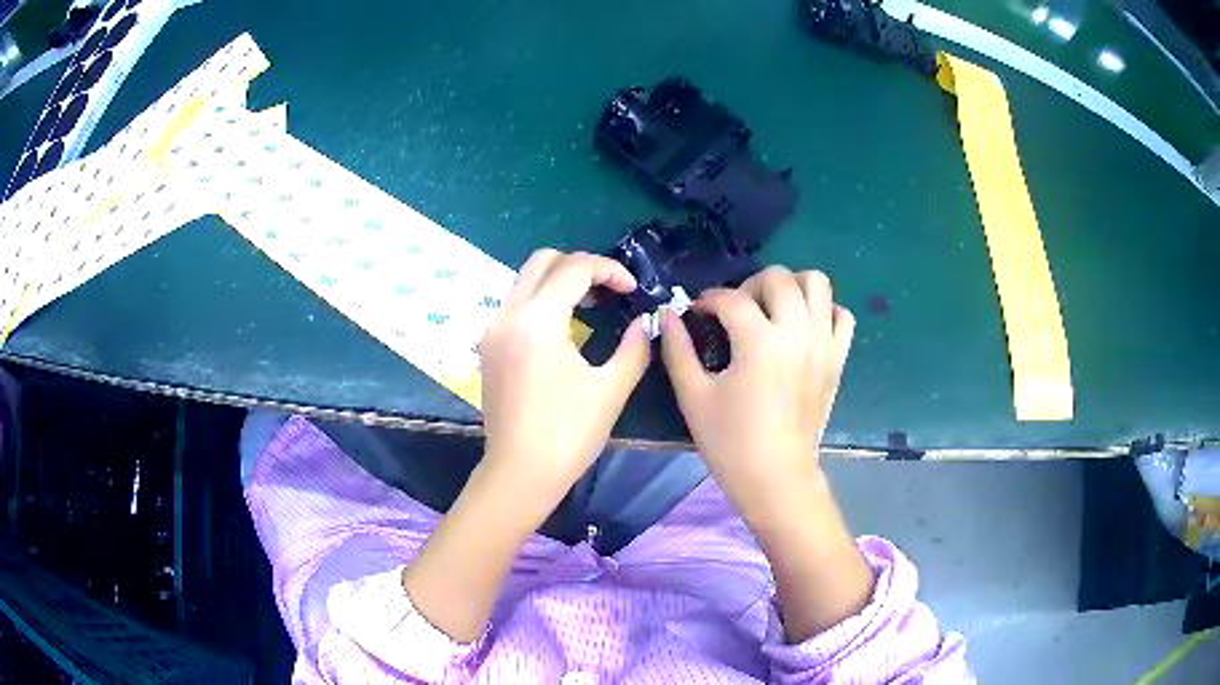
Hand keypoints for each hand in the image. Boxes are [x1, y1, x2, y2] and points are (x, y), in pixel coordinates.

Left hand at [479, 248, 649, 515]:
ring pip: (525, 280)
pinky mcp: (488, 347)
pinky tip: (562, 329)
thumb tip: (644, 324)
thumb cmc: (569, 434)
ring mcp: (492, 330)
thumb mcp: (611, 389)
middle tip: (608, 291)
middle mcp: (508, 315)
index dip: (609, 270)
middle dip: (580, 266)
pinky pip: (515, 304)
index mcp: (538, 321)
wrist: (520, 473)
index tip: (632, 290)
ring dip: (559, 281)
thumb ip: (634, 348)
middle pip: (543, 261)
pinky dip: (541, 300)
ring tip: (590, 306)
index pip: (574, 269)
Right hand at [659, 266, 854, 520]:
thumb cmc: (730, 441)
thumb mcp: (693, 396)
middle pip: (778, 277)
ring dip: (792, 286)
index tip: (696, 313)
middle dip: (749, 284)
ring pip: (817, 283)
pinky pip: (842, 315)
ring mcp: (823, 343)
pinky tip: (803, 328)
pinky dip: (824, 311)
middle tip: (735, 310)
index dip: (706, 301)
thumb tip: (668, 315)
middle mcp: (797, 332)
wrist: (776, 476)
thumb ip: (678, 349)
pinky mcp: (838, 358)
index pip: (730, 299)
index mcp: (759, 342)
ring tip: (773, 309)